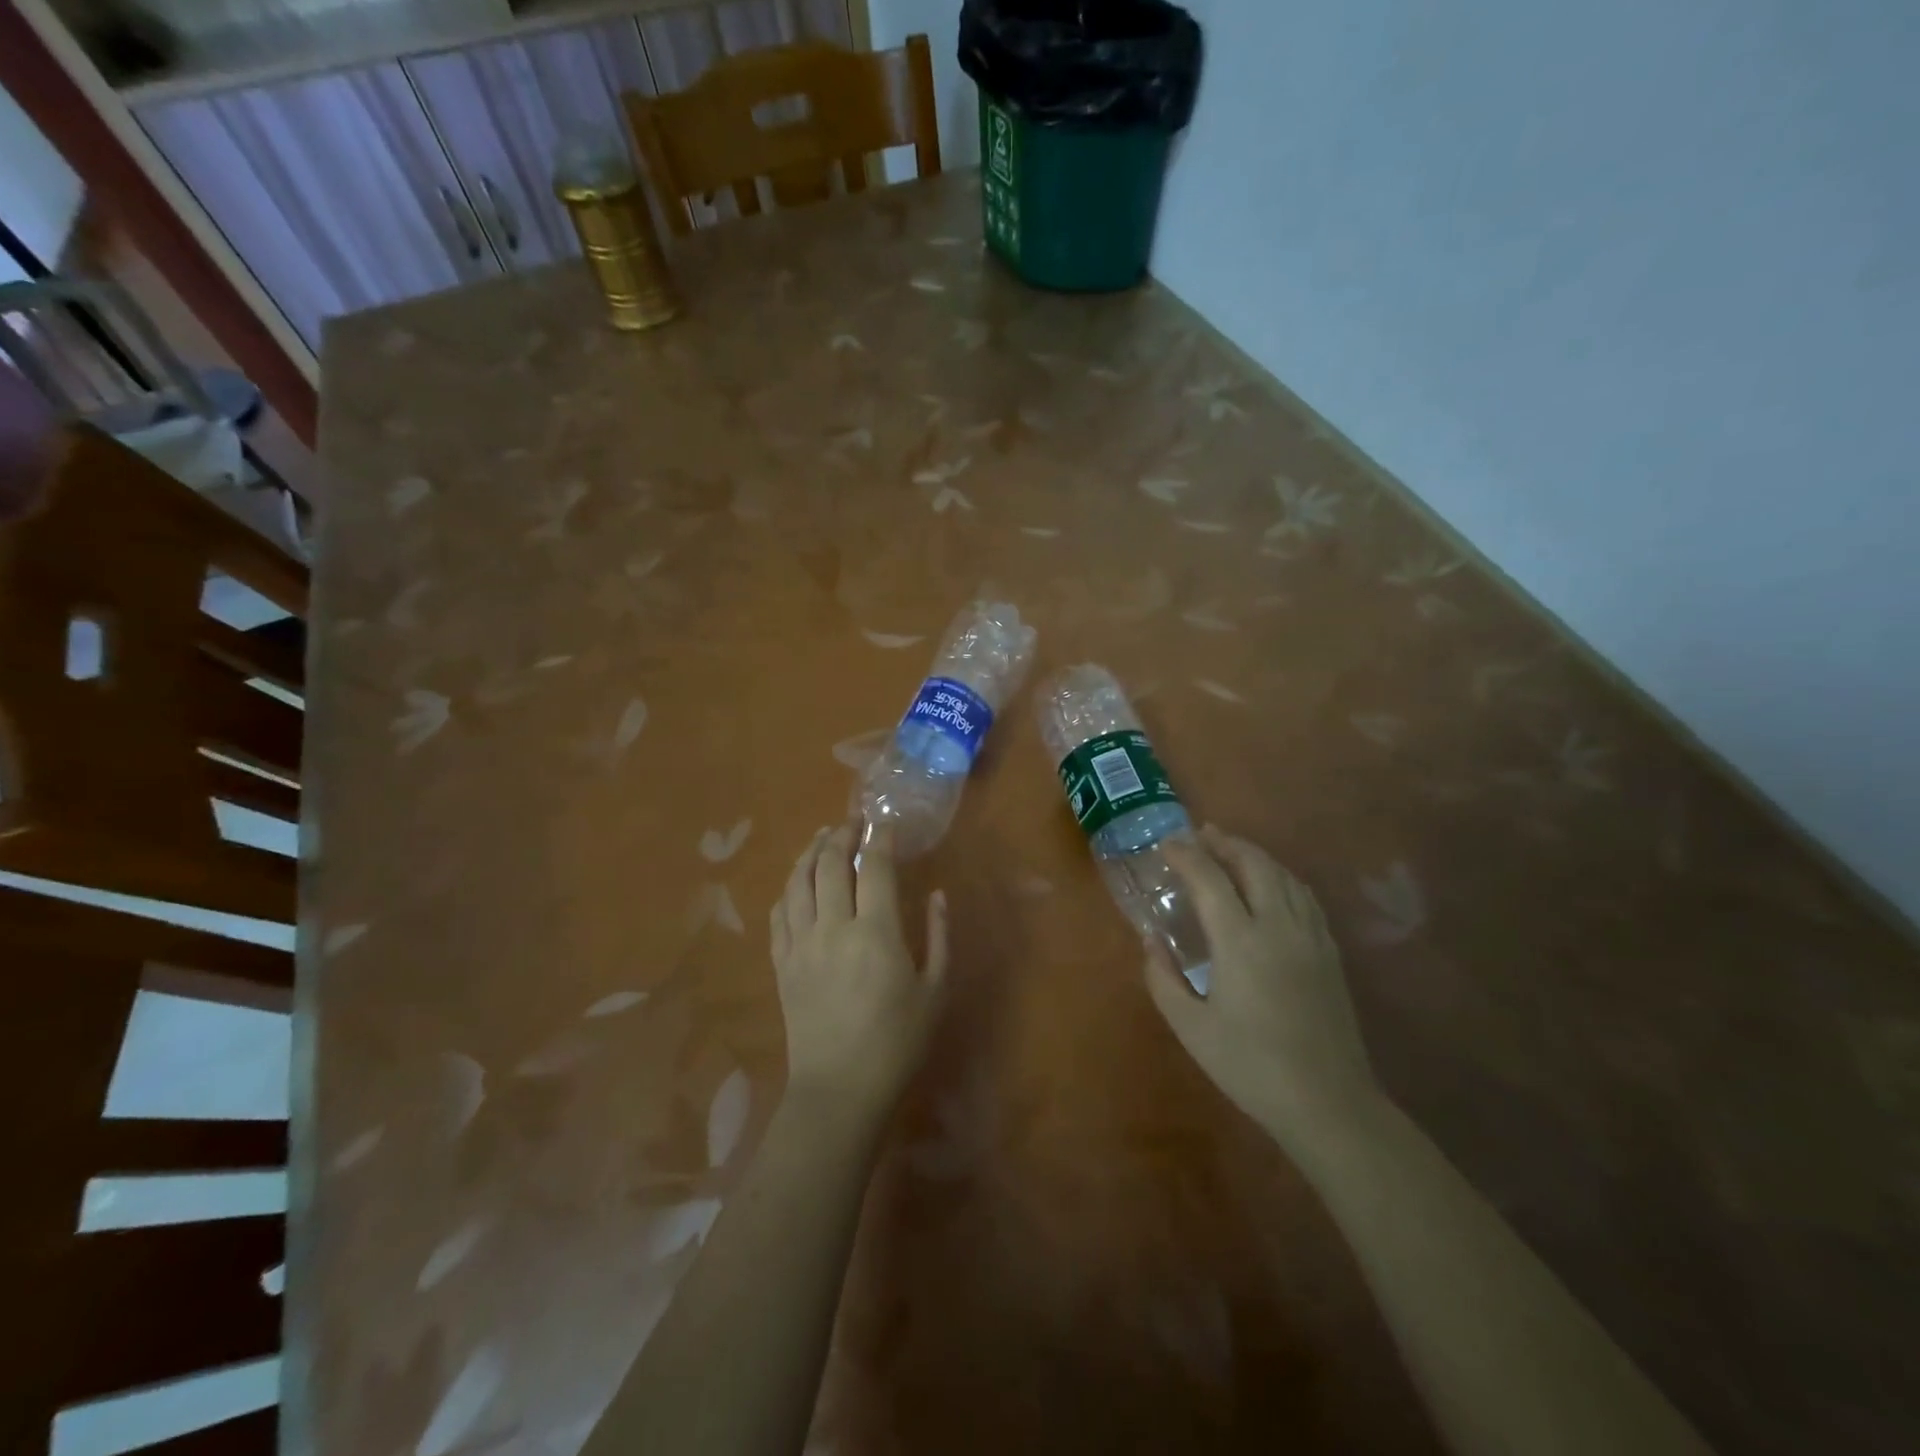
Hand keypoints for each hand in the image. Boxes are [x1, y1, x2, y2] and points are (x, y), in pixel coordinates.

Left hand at [770, 823, 948, 1118]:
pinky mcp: (781, 964)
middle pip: (828, 864)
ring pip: (797, 882)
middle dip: (840, 836)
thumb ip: (939, 937)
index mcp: (875, 932)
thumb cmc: (897, 1043)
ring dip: (809, 853)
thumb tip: (937, 895)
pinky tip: (796, 883)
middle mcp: (832, 927)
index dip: (878, 839)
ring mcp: (800, 944)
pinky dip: (788, 890)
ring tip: (821, 838)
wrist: (839, 1091)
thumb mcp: (935, 990)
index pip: (873, 867)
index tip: (884, 824)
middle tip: (852, 824)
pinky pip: (778, 914)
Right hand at [1146, 826, 1381, 1149]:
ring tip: (1231, 850)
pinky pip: (1305, 896)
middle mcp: (1279, 926)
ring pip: (1284, 875)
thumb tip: (1151, 940)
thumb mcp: (1190, 1028)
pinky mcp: (1330, 953)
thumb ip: (1163, 978)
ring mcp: (1311, 937)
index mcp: (1240, 941)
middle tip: (1200, 835)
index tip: (1165, 846)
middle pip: (1254, 864)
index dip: (1185, 855)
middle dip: (1225, 843)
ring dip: (1255, 855)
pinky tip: (1273, 884)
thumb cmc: (1250, 1066)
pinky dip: (1282, 877)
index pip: (1209, 879)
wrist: (1328, 1103)